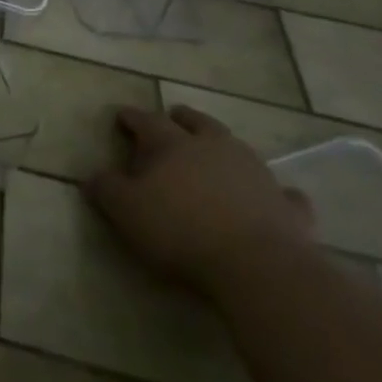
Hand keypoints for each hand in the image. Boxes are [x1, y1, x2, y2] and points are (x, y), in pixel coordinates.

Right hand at [86, 105, 315, 296]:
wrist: (258, 266)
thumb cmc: (180, 231)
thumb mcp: (126, 211)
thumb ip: (107, 189)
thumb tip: (94, 175)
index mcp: (172, 144)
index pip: (146, 121)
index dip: (131, 117)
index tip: (121, 115)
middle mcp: (214, 147)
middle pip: (197, 123)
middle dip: (182, 118)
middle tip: (174, 116)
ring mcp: (256, 173)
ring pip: (237, 147)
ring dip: (224, 147)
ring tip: (216, 151)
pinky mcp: (287, 206)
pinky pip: (282, 193)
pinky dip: (275, 192)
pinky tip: (274, 197)